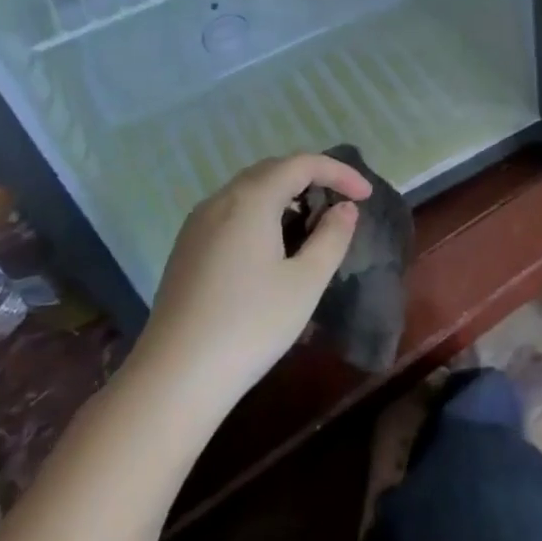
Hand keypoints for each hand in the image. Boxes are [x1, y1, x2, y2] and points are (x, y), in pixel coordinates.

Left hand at [133, 153, 372, 416]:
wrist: (175, 377)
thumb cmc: (251, 325)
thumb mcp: (306, 282)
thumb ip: (332, 237)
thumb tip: (344, 208)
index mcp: (251, 200)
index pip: (301, 164)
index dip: (339, 172)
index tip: (366, 195)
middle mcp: (220, 200)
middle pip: (272, 170)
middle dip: (311, 178)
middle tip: (341, 204)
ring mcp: (197, 224)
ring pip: (248, 191)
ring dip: (285, 196)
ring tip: (312, 225)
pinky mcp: (187, 248)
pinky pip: (231, 212)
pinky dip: (261, 213)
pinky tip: (274, 247)